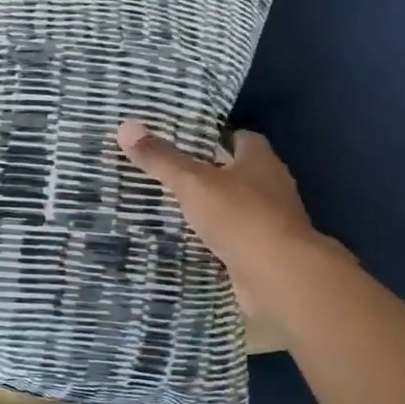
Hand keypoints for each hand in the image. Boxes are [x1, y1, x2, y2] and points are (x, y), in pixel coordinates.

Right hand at [116, 120, 338, 295]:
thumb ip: (161, 158)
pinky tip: (190, 242)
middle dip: (210, 175)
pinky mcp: (265, 253)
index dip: (217, 138)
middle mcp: (272, 188)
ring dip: (213, 209)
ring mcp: (271, 223)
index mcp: (261, 162)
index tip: (187, 142)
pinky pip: (235, 239)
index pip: (242, 139)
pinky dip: (216, 240)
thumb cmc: (240, 217)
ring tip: (173, 209)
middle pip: (239, 174)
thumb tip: (126, 126)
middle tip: (171, 175)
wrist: (278, 276)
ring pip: (237, 208)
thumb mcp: (192, 182)